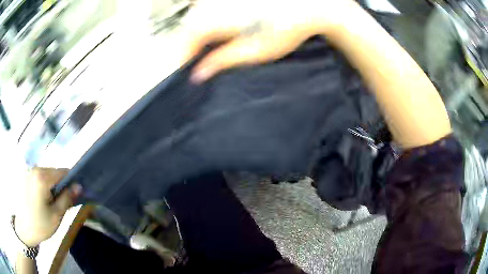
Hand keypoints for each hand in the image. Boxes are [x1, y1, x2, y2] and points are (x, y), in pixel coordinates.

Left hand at [14, 168, 81, 246]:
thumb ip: (67, 198)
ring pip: (48, 174)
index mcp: (42, 177)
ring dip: (54, 186)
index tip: (75, 194)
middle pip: (55, 172)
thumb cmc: (40, 224)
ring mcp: (30, 172)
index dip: (72, 182)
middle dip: (62, 185)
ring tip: (53, 202)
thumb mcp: (56, 215)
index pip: (63, 172)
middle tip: (63, 202)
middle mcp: (36, 169)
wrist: (25, 228)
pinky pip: (41, 177)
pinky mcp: (27, 177)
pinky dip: (46, 186)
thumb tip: (79, 186)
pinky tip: (45, 200)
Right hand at [182, 0, 357, 82]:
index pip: (186, 40)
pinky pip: (210, 12)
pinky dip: (210, 26)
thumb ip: (221, 60)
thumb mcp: (253, 51)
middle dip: (191, 49)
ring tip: (212, 53)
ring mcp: (221, 0)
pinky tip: (222, 35)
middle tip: (202, 66)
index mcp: (216, 18)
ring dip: (200, 37)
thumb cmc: (286, 30)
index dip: (184, 58)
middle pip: (190, 29)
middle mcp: (214, 4)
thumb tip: (198, 74)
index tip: (189, 74)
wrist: (307, 8)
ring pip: (198, 20)